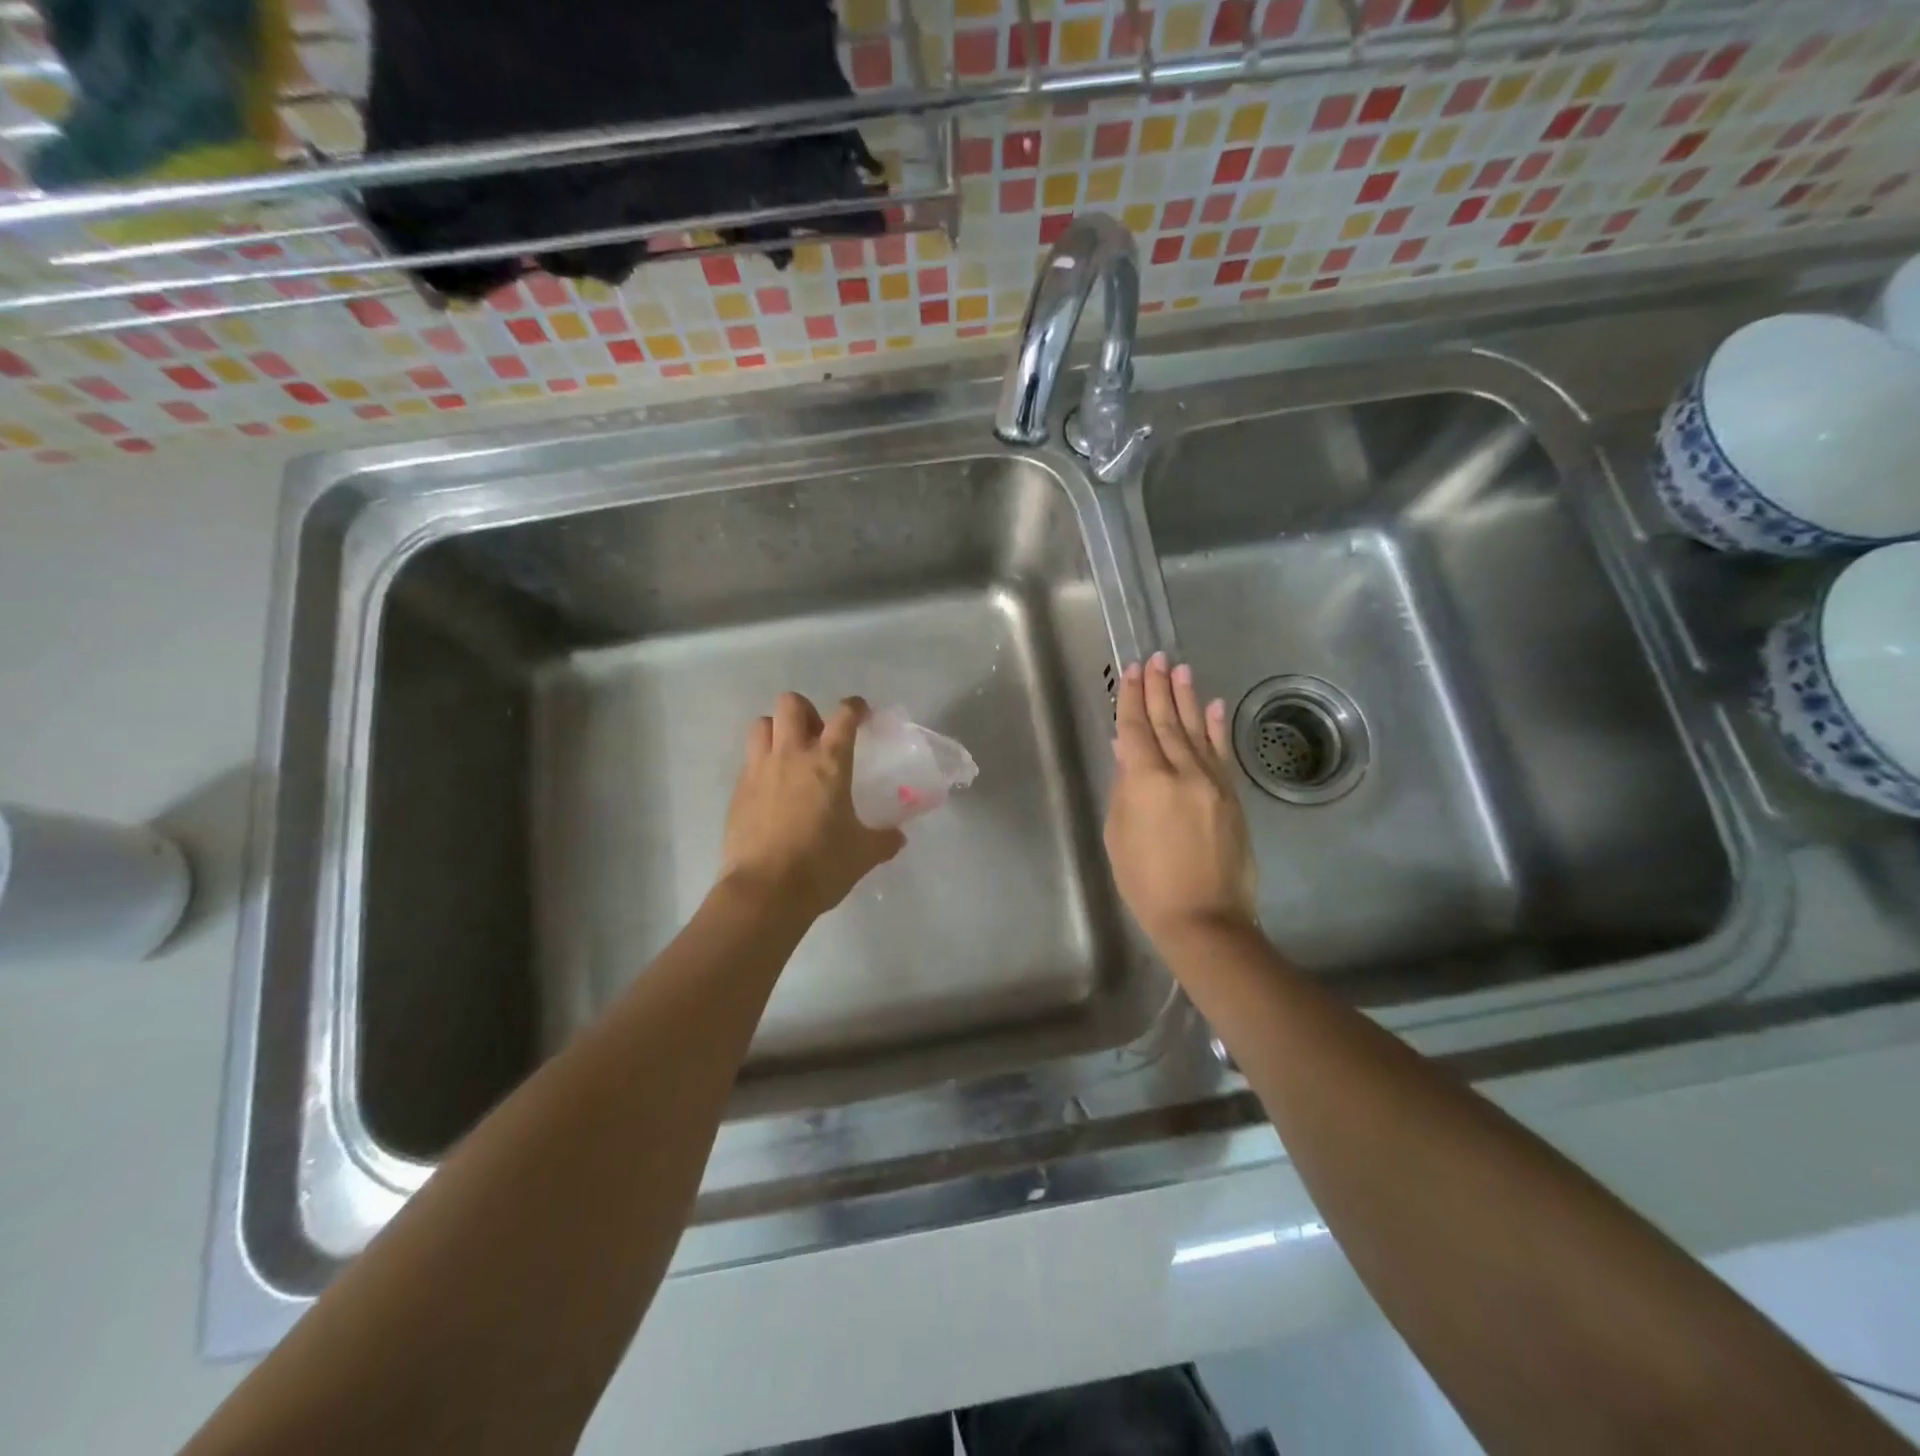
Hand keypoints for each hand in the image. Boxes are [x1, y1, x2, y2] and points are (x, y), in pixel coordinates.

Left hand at [720, 692, 905, 919]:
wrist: (764, 892)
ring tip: (790, 754)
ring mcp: (759, 771)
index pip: (843, 716)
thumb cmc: (821, 866)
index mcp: (829, 763)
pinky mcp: (738, 791)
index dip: (855, 707)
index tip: (861, 713)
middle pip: (791, 704)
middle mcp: (792, 756)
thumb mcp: (863, 854)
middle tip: (818, 736)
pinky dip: (762, 763)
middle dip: (807, 711)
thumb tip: (898, 836)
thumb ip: (884, 839)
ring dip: (777, 730)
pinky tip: (773, 790)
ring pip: (761, 724)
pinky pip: (749, 760)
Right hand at [1104, 654, 1257, 954]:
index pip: (1136, 729)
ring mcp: (1212, 782)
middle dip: (1159, 689)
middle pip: (1168, 722)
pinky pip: (1222, 754)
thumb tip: (1127, 753)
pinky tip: (1213, 706)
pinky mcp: (1232, 796)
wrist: (1203, 918)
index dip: (1133, 699)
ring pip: (1196, 731)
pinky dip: (1216, 728)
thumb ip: (1124, 788)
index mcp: (1146, 781)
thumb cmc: (1146, 883)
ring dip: (1187, 698)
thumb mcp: (1119, 835)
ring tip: (1180, 669)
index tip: (1132, 671)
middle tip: (1155, 658)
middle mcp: (1182, 772)